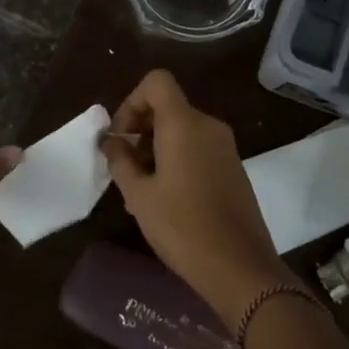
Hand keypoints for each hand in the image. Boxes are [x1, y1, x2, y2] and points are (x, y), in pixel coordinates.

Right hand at [101, 70, 293, 328]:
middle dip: (140, 128)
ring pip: (182, 129)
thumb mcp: (139, 195)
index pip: (157, 82)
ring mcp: (225, 146)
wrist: (239, 266)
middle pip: (168, 106)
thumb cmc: (182, 226)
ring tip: (141, 188)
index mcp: (184, 123)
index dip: (132, 101)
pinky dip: (177, 158)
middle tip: (124, 167)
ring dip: (156, 147)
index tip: (121, 137)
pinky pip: (198, 147)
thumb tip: (110, 140)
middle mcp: (208, 125)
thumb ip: (120, 160)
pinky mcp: (234, 167)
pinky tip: (166, 197)